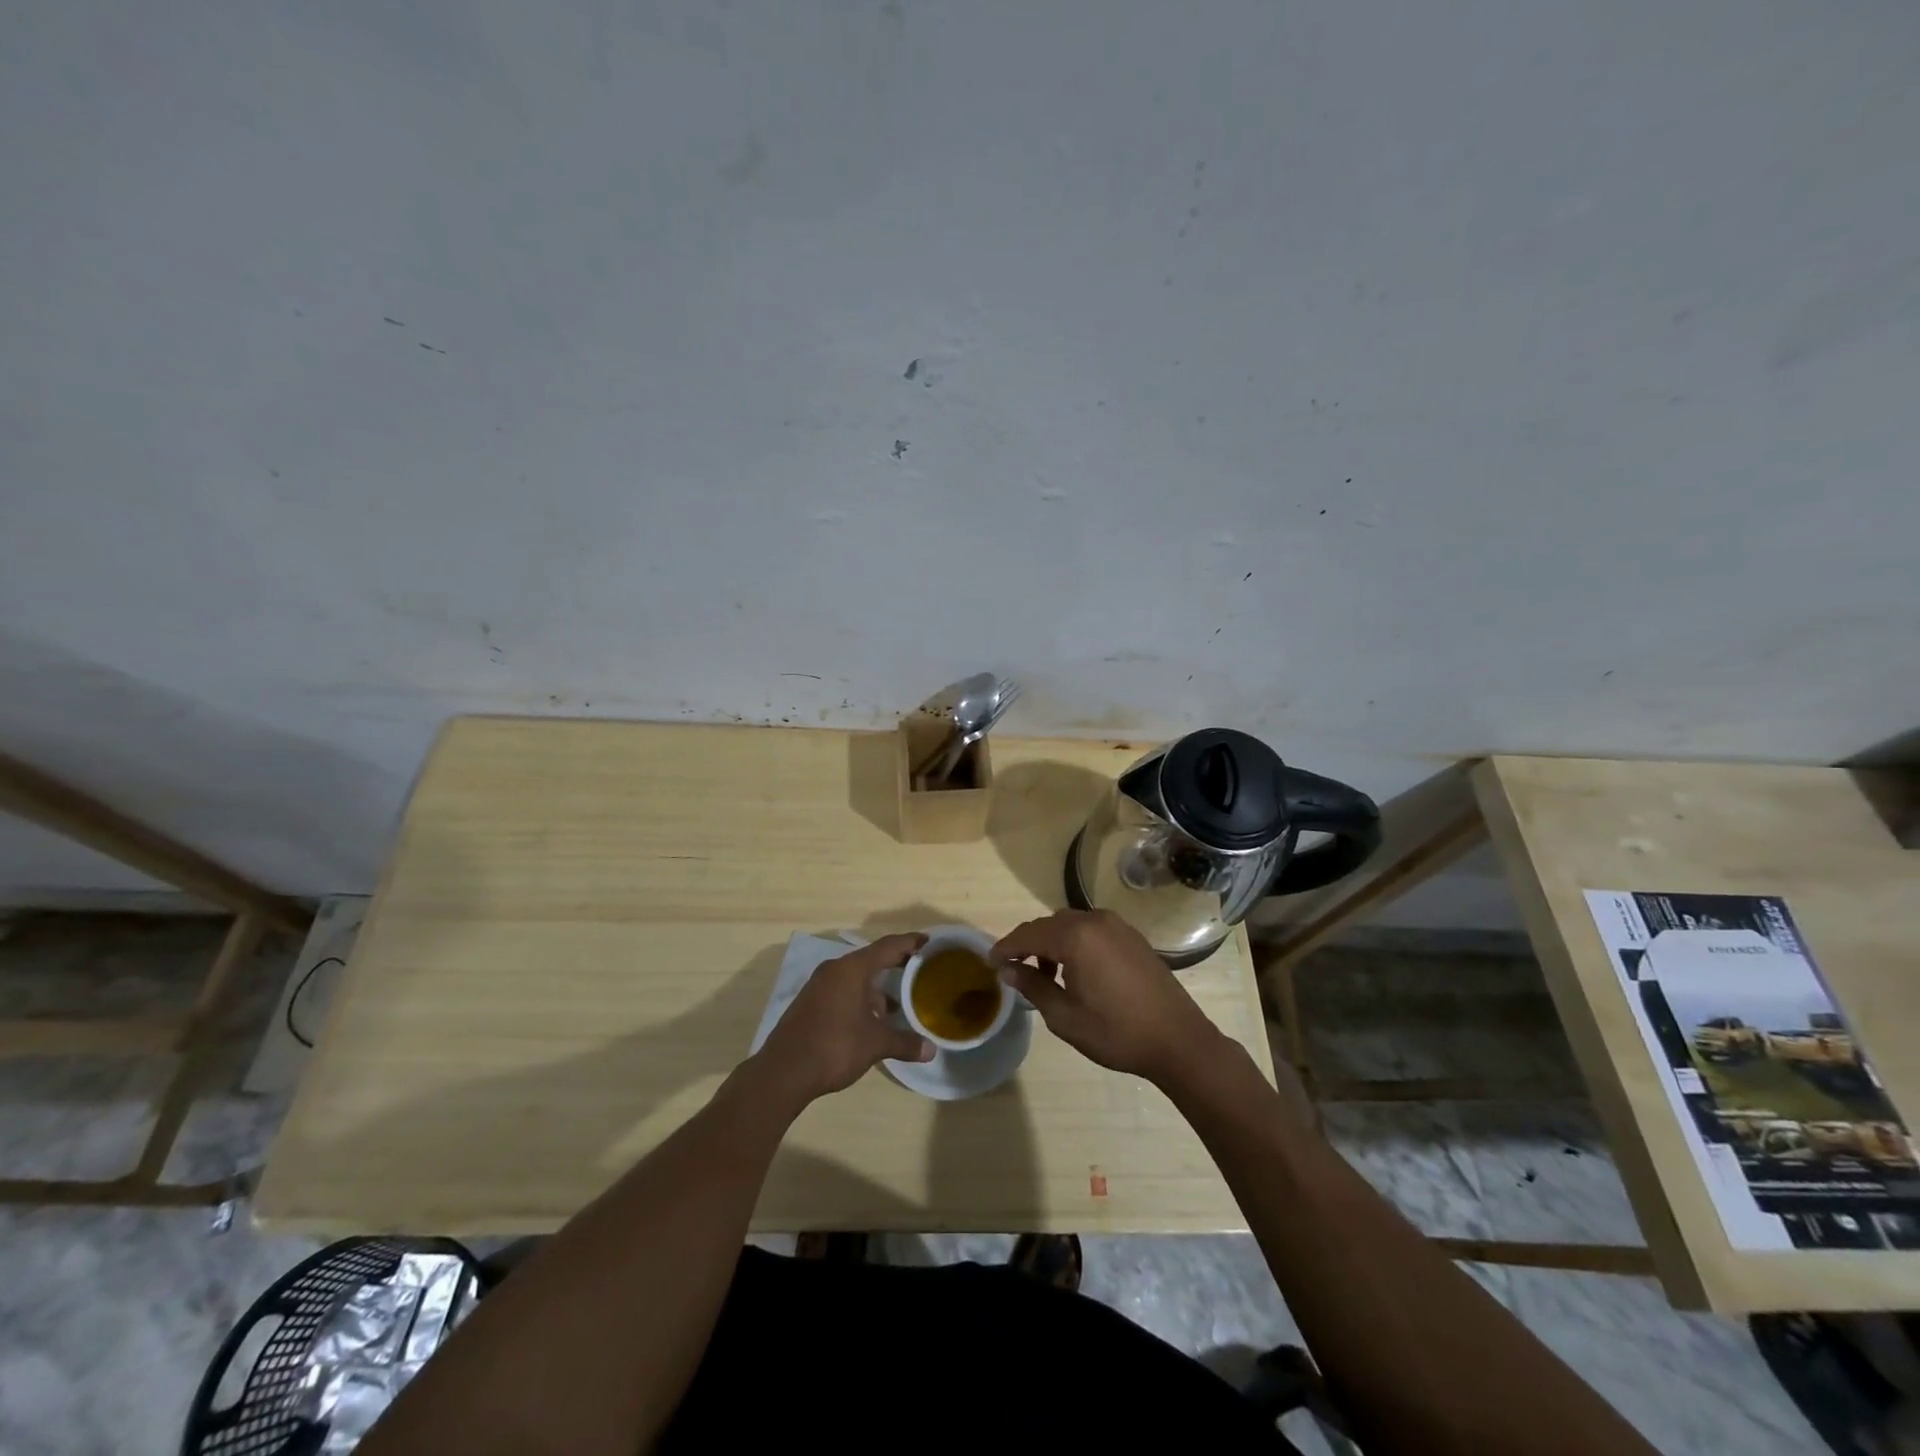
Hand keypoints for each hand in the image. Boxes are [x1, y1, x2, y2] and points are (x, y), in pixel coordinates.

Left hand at [750, 934, 934, 1107]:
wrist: (783, 1072)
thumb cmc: (834, 1047)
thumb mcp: (875, 1044)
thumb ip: (904, 1043)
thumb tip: (931, 1050)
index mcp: (852, 969)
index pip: (888, 946)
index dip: (910, 942)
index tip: (929, 942)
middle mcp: (834, 970)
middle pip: (871, 959)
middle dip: (895, 964)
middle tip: (919, 969)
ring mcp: (819, 986)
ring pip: (855, 978)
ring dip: (876, 988)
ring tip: (898, 1004)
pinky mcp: (810, 1003)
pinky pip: (842, 991)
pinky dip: (860, 998)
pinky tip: (870, 1020)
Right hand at [993, 910, 1223, 1084]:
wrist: (1178, 1040)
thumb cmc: (1117, 1033)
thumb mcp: (1065, 1017)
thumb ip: (1033, 986)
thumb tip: (1008, 970)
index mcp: (1076, 937)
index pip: (1029, 934)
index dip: (1006, 947)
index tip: (991, 962)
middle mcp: (1095, 921)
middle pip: (1049, 924)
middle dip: (1029, 944)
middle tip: (1014, 969)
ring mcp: (1117, 926)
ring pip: (1071, 924)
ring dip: (1052, 943)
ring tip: (1045, 975)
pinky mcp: (1132, 936)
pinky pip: (1092, 930)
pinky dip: (1075, 942)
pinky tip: (1075, 970)